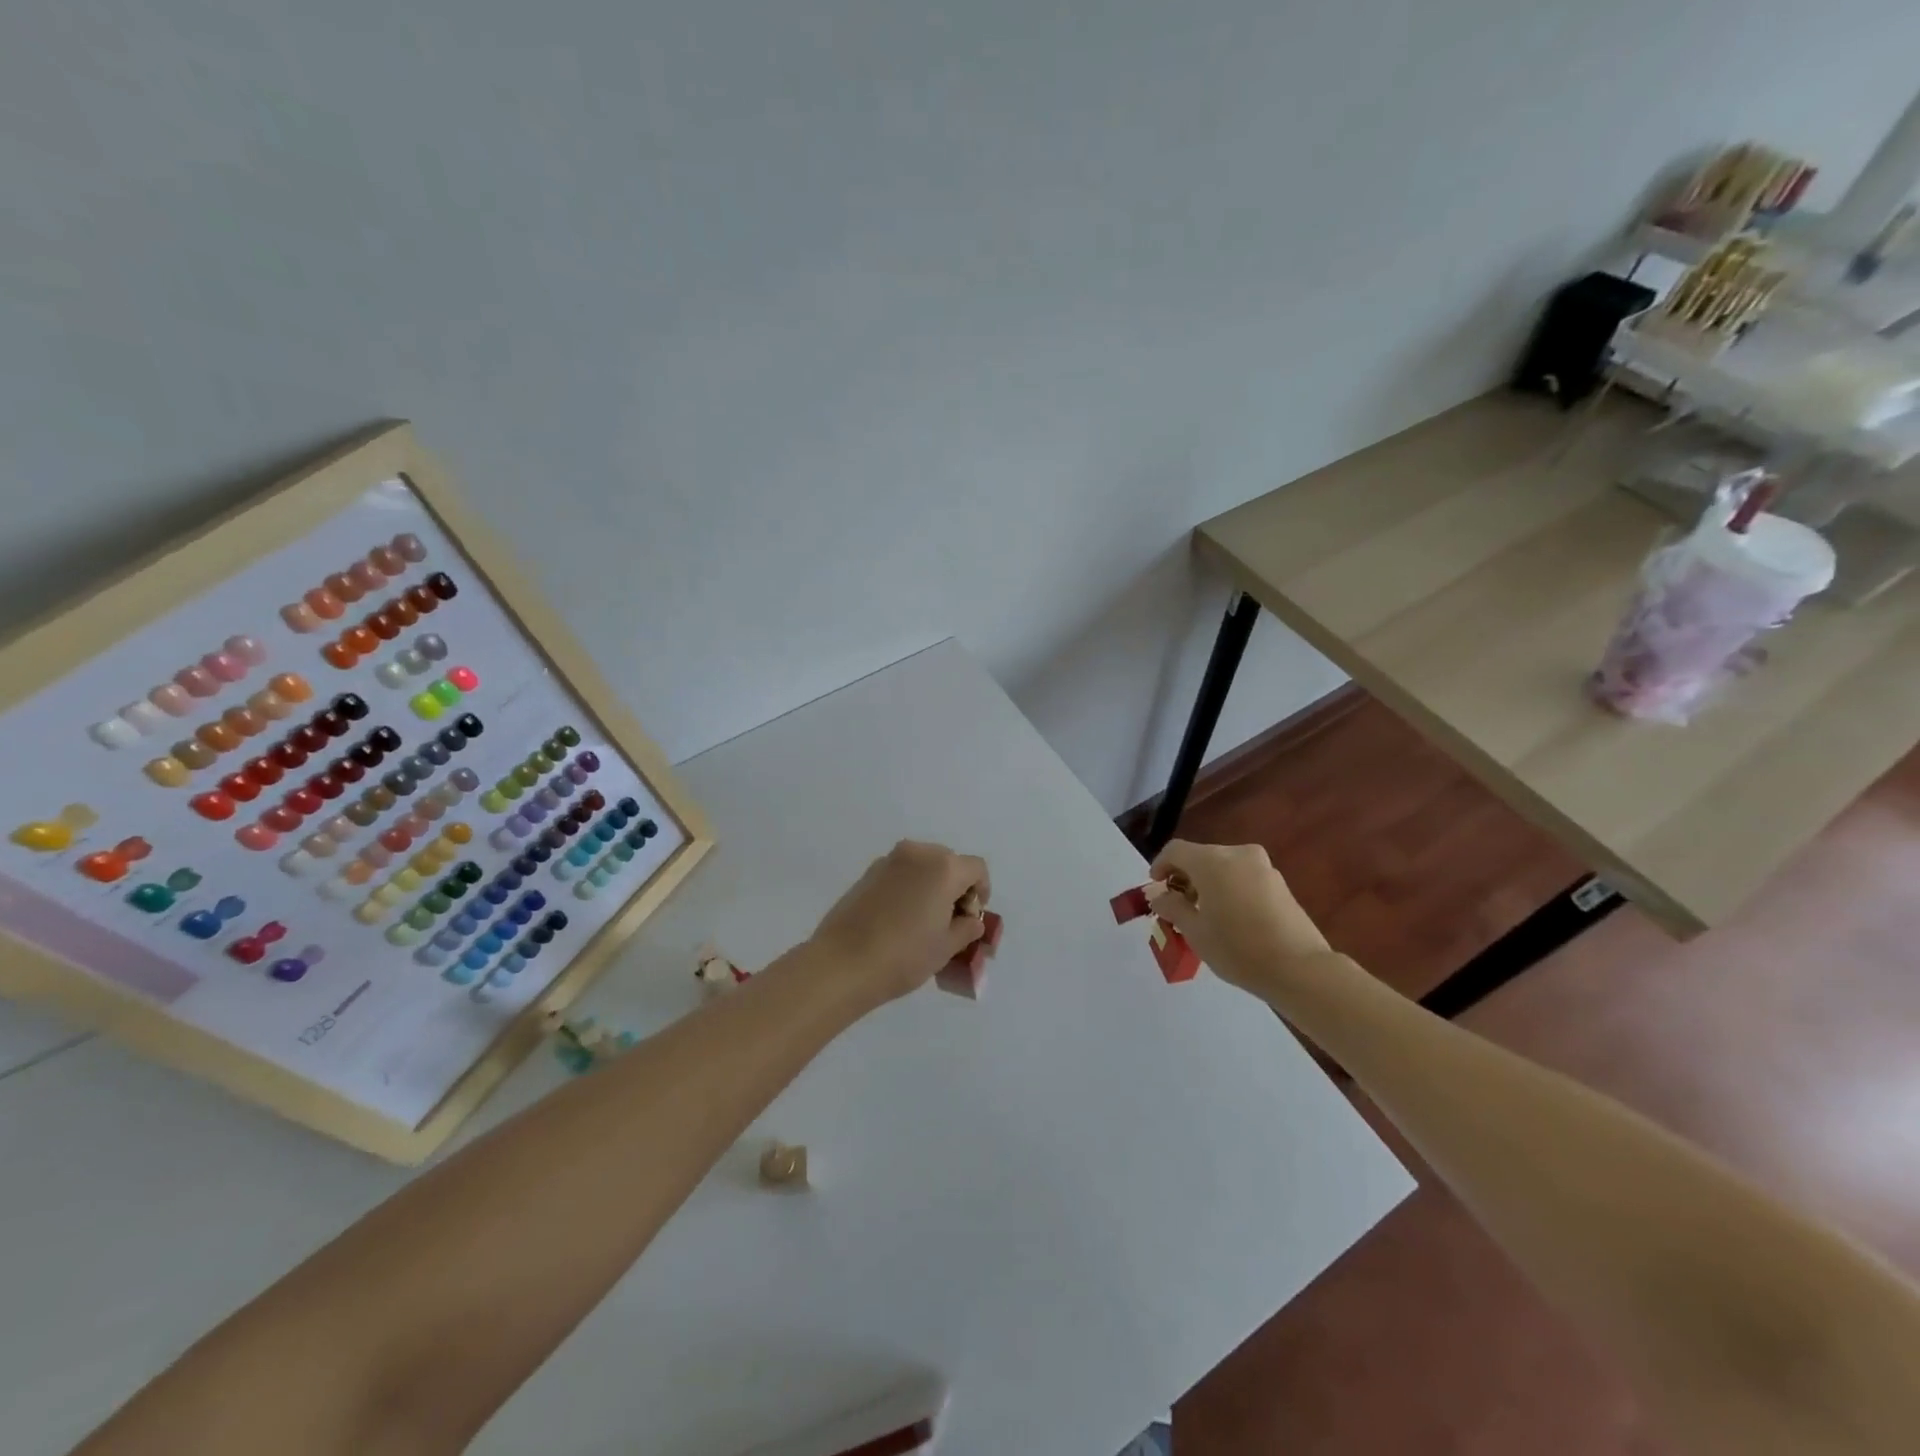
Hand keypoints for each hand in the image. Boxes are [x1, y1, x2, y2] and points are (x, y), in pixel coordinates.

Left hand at [809, 840, 991, 1004]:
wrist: (842, 963)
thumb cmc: (904, 955)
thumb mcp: (946, 947)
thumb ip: (966, 928)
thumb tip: (971, 920)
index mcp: (943, 867)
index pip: (976, 869)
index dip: (982, 892)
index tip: (973, 918)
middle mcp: (917, 853)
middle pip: (949, 862)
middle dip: (956, 887)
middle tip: (950, 920)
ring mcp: (888, 861)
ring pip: (922, 866)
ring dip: (931, 886)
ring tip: (924, 920)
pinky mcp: (867, 873)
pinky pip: (900, 873)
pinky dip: (908, 887)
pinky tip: (899, 919)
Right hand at [1149, 840, 1331, 994]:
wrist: (1300, 969)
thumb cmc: (1238, 949)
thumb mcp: (1194, 932)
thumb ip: (1172, 907)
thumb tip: (1159, 896)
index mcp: (1212, 861)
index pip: (1175, 850)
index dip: (1160, 866)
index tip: (1156, 889)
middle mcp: (1237, 854)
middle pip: (1201, 857)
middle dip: (1185, 877)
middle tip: (1178, 907)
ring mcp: (1262, 867)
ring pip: (1223, 867)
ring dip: (1208, 884)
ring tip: (1205, 915)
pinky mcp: (1279, 883)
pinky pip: (1243, 877)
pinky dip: (1229, 889)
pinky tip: (1231, 918)